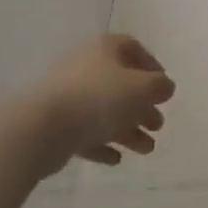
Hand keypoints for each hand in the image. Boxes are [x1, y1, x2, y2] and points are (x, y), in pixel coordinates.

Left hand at [18, 34, 174, 174]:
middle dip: (142, 107)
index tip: (163, 89)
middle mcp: (85, 67)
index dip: (151, 66)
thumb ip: (159, 86)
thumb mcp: (142, 88)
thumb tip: (164, 87)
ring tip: (145, 149)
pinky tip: (116, 159)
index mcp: (104, 49)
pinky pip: (85, 132)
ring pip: (105, 111)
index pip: (132, 48)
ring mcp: (67, 96)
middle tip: (157, 125)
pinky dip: (102, 143)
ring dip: (128, 130)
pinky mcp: (55, 124)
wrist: (43, 128)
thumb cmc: (99, 98)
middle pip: (120, 84)